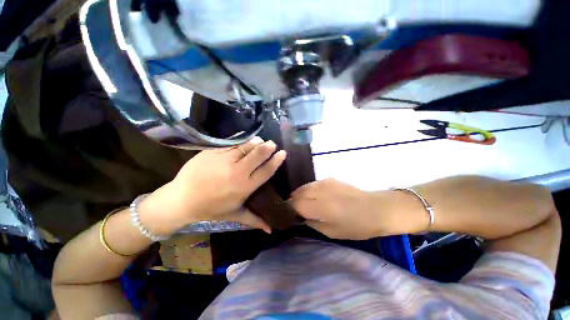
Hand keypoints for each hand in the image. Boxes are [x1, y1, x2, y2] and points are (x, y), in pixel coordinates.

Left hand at [141, 137, 285, 234]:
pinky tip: (245, 141)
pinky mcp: (213, 153)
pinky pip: (231, 145)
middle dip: (267, 148)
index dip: (276, 161)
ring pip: (245, 148)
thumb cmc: (211, 208)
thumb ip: (254, 220)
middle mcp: (237, 172)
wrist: (182, 199)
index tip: (283, 153)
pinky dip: (240, 142)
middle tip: (273, 144)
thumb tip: (270, 231)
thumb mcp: (235, 215)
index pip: (266, 171)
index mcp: (245, 187)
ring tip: (261, 140)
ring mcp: (224, 160)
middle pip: (257, 156)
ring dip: (255, 143)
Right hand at [290, 179, 386, 239]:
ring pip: (304, 187)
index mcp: (321, 207)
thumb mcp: (332, 232)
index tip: (289, 215)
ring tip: (302, 203)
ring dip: (299, 195)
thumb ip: (312, 223)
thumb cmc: (356, 226)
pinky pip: (312, 184)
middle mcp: (320, 191)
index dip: (289, 209)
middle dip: (293, 201)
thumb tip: (301, 217)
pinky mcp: (330, 179)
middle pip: (297, 193)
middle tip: (294, 210)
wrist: (376, 208)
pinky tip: (313, 196)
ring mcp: (325, 183)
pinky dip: (308, 190)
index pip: (296, 205)